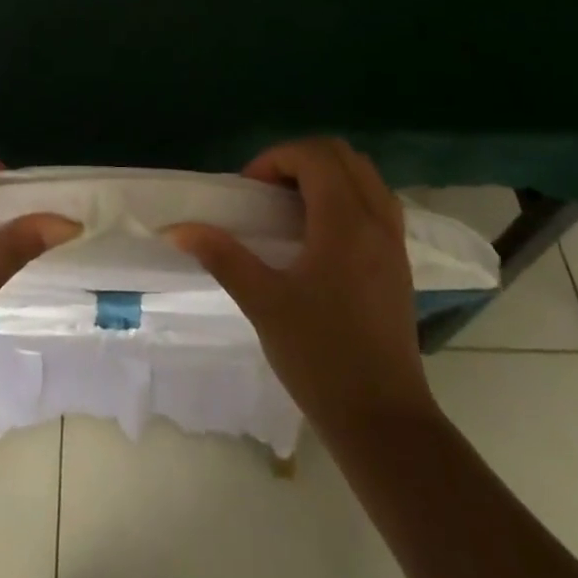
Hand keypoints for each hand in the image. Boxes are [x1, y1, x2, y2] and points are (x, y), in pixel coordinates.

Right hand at [166, 138, 436, 435]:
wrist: (385, 423)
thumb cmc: (321, 359)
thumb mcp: (263, 303)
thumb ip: (222, 256)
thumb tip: (177, 229)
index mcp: (345, 223)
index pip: (313, 156)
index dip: (275, 159)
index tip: (249, 191)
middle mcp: (376, 220)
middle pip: (341, 155)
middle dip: (299, 159)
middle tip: (266, 191)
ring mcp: (394, 241)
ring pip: (364, 175)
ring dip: (326, 174)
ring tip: (291, 207)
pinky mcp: (400, 262)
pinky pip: (377, 201)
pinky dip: (347, 195)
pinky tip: (321, 233)